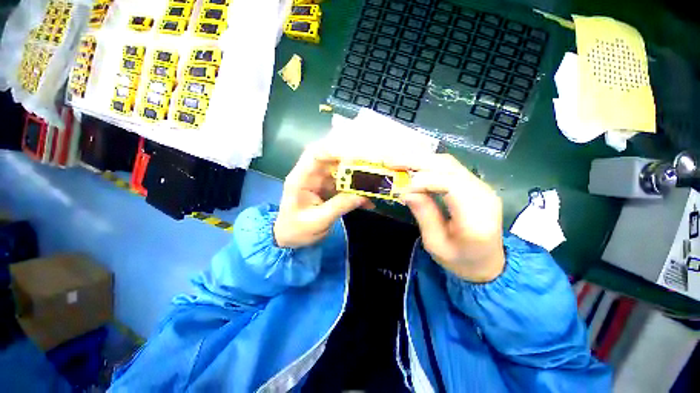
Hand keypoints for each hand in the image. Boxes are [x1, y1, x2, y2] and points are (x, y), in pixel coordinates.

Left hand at [274, 141, 371, 247]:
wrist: (289, 239)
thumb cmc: (297, 230)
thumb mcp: (318, 221)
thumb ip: (339, 207)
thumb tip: (362, 196)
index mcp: (301, 179)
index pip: (314, 154)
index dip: (332, 149)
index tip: (353, 152)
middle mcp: (311, 175)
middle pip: (331, 160)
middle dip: (350, 161)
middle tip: (370, 165)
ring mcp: (320, 182)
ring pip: (340, 172)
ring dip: (355, 176)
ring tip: (374, 181)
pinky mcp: (327, 189)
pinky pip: (343, 185)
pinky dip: (355, 190)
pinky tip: (367, 198)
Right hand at [394, 154, 504, 282]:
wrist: (487, 264)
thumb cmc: (460, 260)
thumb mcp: (436, 244)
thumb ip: (424, 214)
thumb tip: (406, 190)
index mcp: (477, 216)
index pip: (451, 184)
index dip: (423, 181)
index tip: (400, 186)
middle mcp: (483, 194)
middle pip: (448, 166)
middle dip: (417, 161)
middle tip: (391, 162)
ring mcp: (481, 186)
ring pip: (448, 163)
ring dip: (421, 159)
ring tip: (398, 161)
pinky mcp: (474, 184)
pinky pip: (449, 168)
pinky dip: (428, 164)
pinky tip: (412, 166)